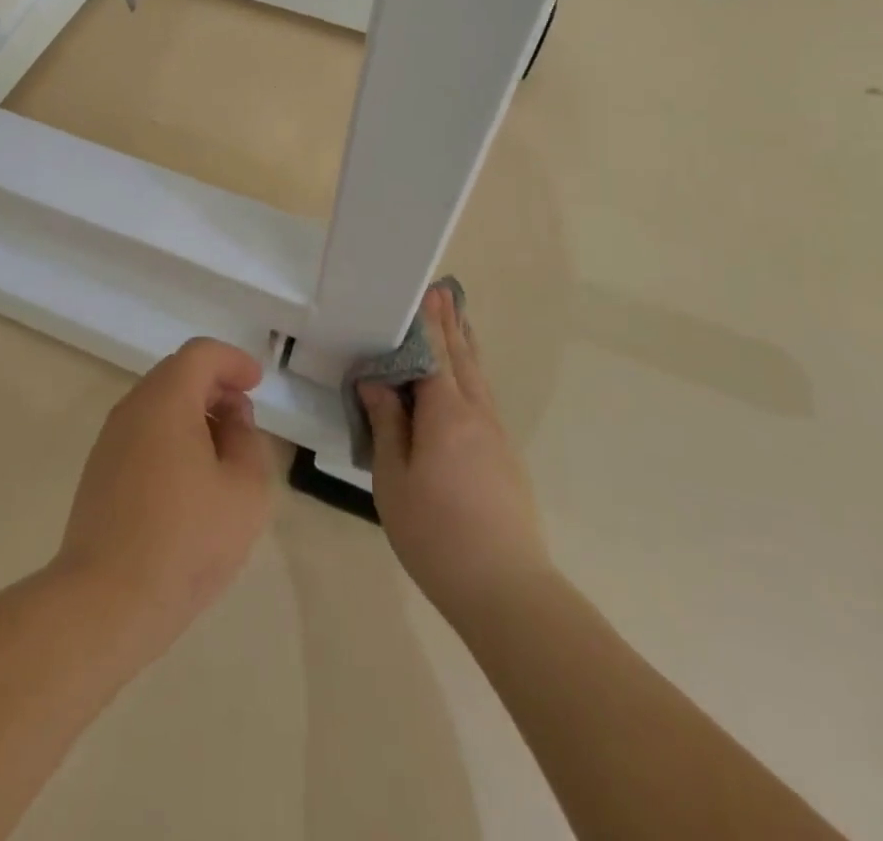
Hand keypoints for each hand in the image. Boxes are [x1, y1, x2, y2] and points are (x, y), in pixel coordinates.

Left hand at [55, 338, 274, 648]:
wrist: (105, 602)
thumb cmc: (185, 540)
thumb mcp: (245, 490)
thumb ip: (249, 443)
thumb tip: (231, 423)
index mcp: (165, 400)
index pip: (200, 354)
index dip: (233, 361)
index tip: (256, 384)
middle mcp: (131, 409)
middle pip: (177, 375)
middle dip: (215, 387)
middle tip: (244, 420)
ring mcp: (110, 441)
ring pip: (158, 406)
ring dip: (194, 415)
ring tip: (222, 455)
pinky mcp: (99, 473)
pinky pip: (143, 435)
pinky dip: (172, 438)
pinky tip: (190, 482)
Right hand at [359, 284, 551, 622]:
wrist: (506, 589)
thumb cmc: (436, 533)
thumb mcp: (393, 478)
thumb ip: (386, 424)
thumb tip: (376, 381)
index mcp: (447, 413)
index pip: (434, 354)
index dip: (427, 323)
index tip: (423, 292)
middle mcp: (477, 414)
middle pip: (462, 358)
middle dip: (450, 325)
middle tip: (443, 292)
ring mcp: (497, 436)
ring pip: (478, 378)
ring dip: (465, 346)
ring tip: (458, 321)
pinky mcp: (505, 457)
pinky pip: (484, 399)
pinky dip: (472, 375)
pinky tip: (466, 381)